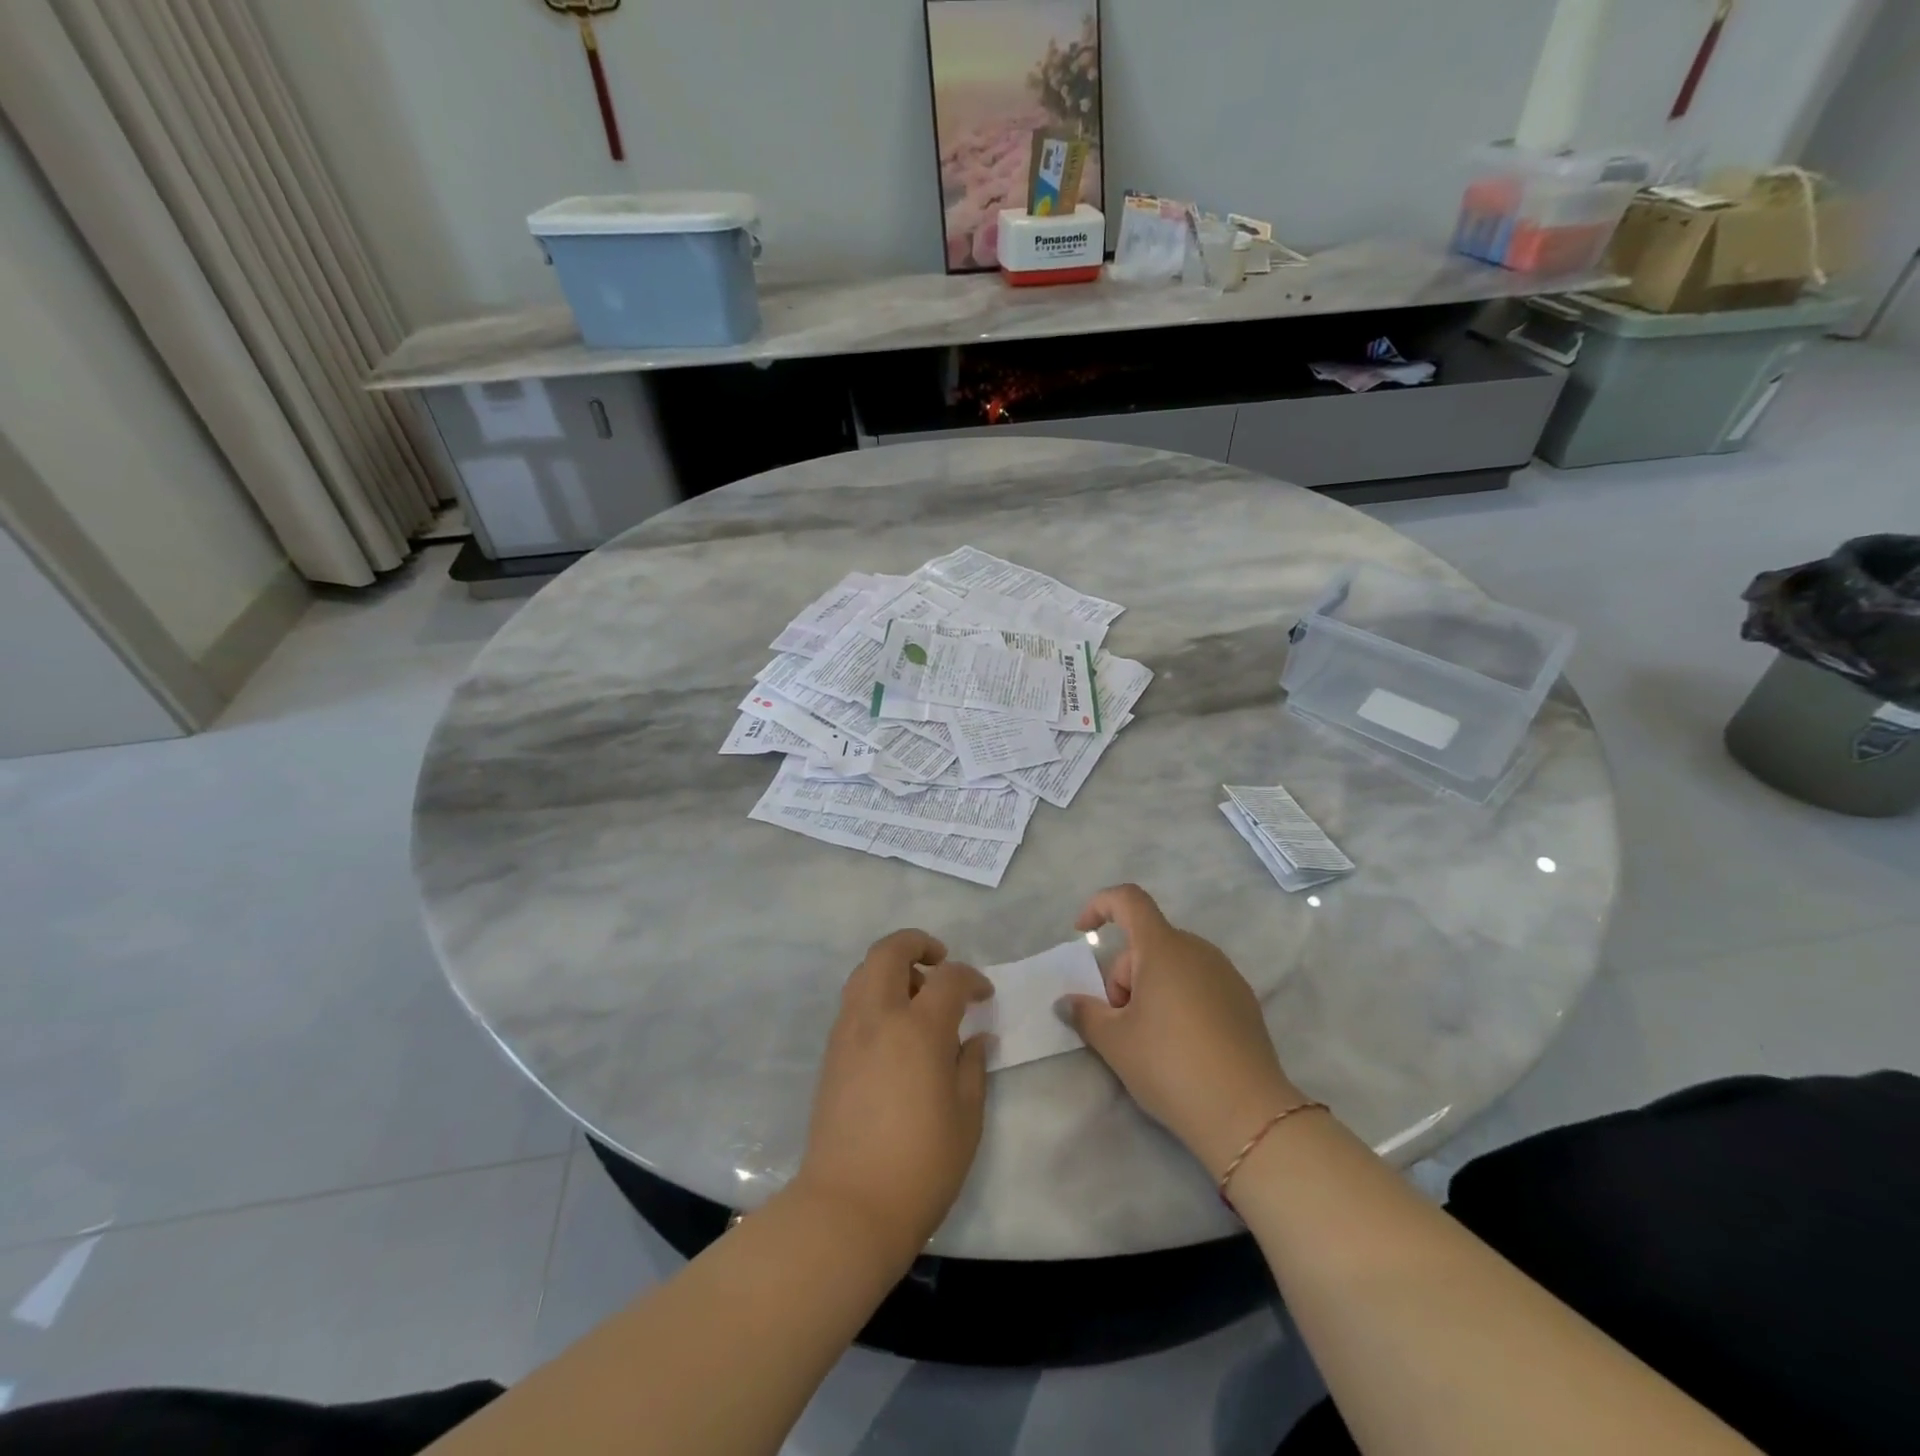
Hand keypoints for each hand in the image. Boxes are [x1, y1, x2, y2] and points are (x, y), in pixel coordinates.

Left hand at [796, 930, 992, 1262]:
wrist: (848, 1207)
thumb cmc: (921, 1166)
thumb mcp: (967, 1118)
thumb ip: (972, 1066)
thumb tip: (976, 1037)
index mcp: (919, 1029)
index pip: (948, 978)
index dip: (971, 978)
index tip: (983, 995)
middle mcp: (878, 1017)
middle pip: (890, 951)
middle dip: (917, 943)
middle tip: (940, 962)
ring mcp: (848, 1032)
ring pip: (864, 971)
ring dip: (892, 967)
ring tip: (916, 996)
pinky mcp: (831, 1053)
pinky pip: (853, 1001)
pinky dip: (874, 993)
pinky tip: (894, 1029)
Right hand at [1060, 885, 1301, 1178]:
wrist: (1247, 1114)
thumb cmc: (1170, 1065)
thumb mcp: (1115, 1042)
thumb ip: (1085, 1013)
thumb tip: (1067, 1003)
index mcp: (1163, 948)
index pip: (1129, 900)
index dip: (1100, 906)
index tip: (1082, 933)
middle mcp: (1197, 950)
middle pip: (1147, 944)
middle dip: (1124, 976)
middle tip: (1121, 1025)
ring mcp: (1225, 974)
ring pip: (1172, 965)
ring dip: (1151, 989)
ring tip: (1152, 1040)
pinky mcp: (1243, 1000)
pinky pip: (1198, 983)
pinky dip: (1180, 1000)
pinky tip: (1184, 1046)